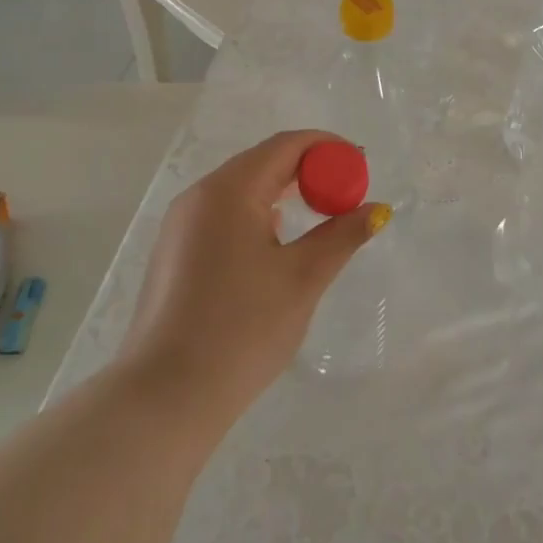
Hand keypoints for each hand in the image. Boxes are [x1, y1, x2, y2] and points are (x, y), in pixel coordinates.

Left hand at [116, 130, 388, 420]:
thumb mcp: (302, 278)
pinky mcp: (174, 252)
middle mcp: (199, 195)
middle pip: (262, 162)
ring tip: (319, 218)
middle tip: (346, 195)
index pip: (286, 146)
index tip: (361, 167)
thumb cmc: (242, 329)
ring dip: (283, 193)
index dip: (328, 149)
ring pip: (242, 189)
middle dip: (308, 171)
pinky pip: (224, 214)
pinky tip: (276, 245)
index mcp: (229, 190)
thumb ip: (342, 235)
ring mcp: (181, 224)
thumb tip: (376, 209)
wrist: (165, 397)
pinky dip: (258, 215)